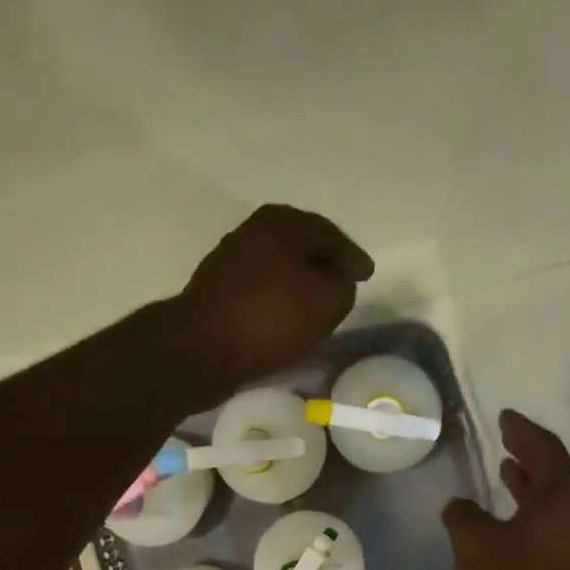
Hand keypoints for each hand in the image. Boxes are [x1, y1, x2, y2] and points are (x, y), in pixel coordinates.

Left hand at [175, 204, 374, 392]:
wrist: (203, 347)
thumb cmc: (271, 317)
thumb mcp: (328, 300)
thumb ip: (343, 284)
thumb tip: (336, 281)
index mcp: (283, 222)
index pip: (330, 235)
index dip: (352, 257)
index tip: (367, 274)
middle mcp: (254, 230)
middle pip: (301, 246)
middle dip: (323, 263)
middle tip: (343, 283)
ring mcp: (230, 259)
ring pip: (279, 266)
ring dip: (299, 281)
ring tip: (317, 303)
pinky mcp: (217, 290)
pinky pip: (261, 289)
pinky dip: (278, 298)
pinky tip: (287, 315)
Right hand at [443, 410, 569, 569]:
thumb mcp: (473, 541)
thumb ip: (462, 515)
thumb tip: (459, 508)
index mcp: (561, 499)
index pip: (546, 450)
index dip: (523, 431)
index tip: (505, 418)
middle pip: (552, 476)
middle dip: (527, 457)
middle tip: (505, 440)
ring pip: (548, 506)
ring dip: (525, 489)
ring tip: (503, 474)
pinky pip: (543, 531)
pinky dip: (523, 518)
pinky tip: (498, 527)